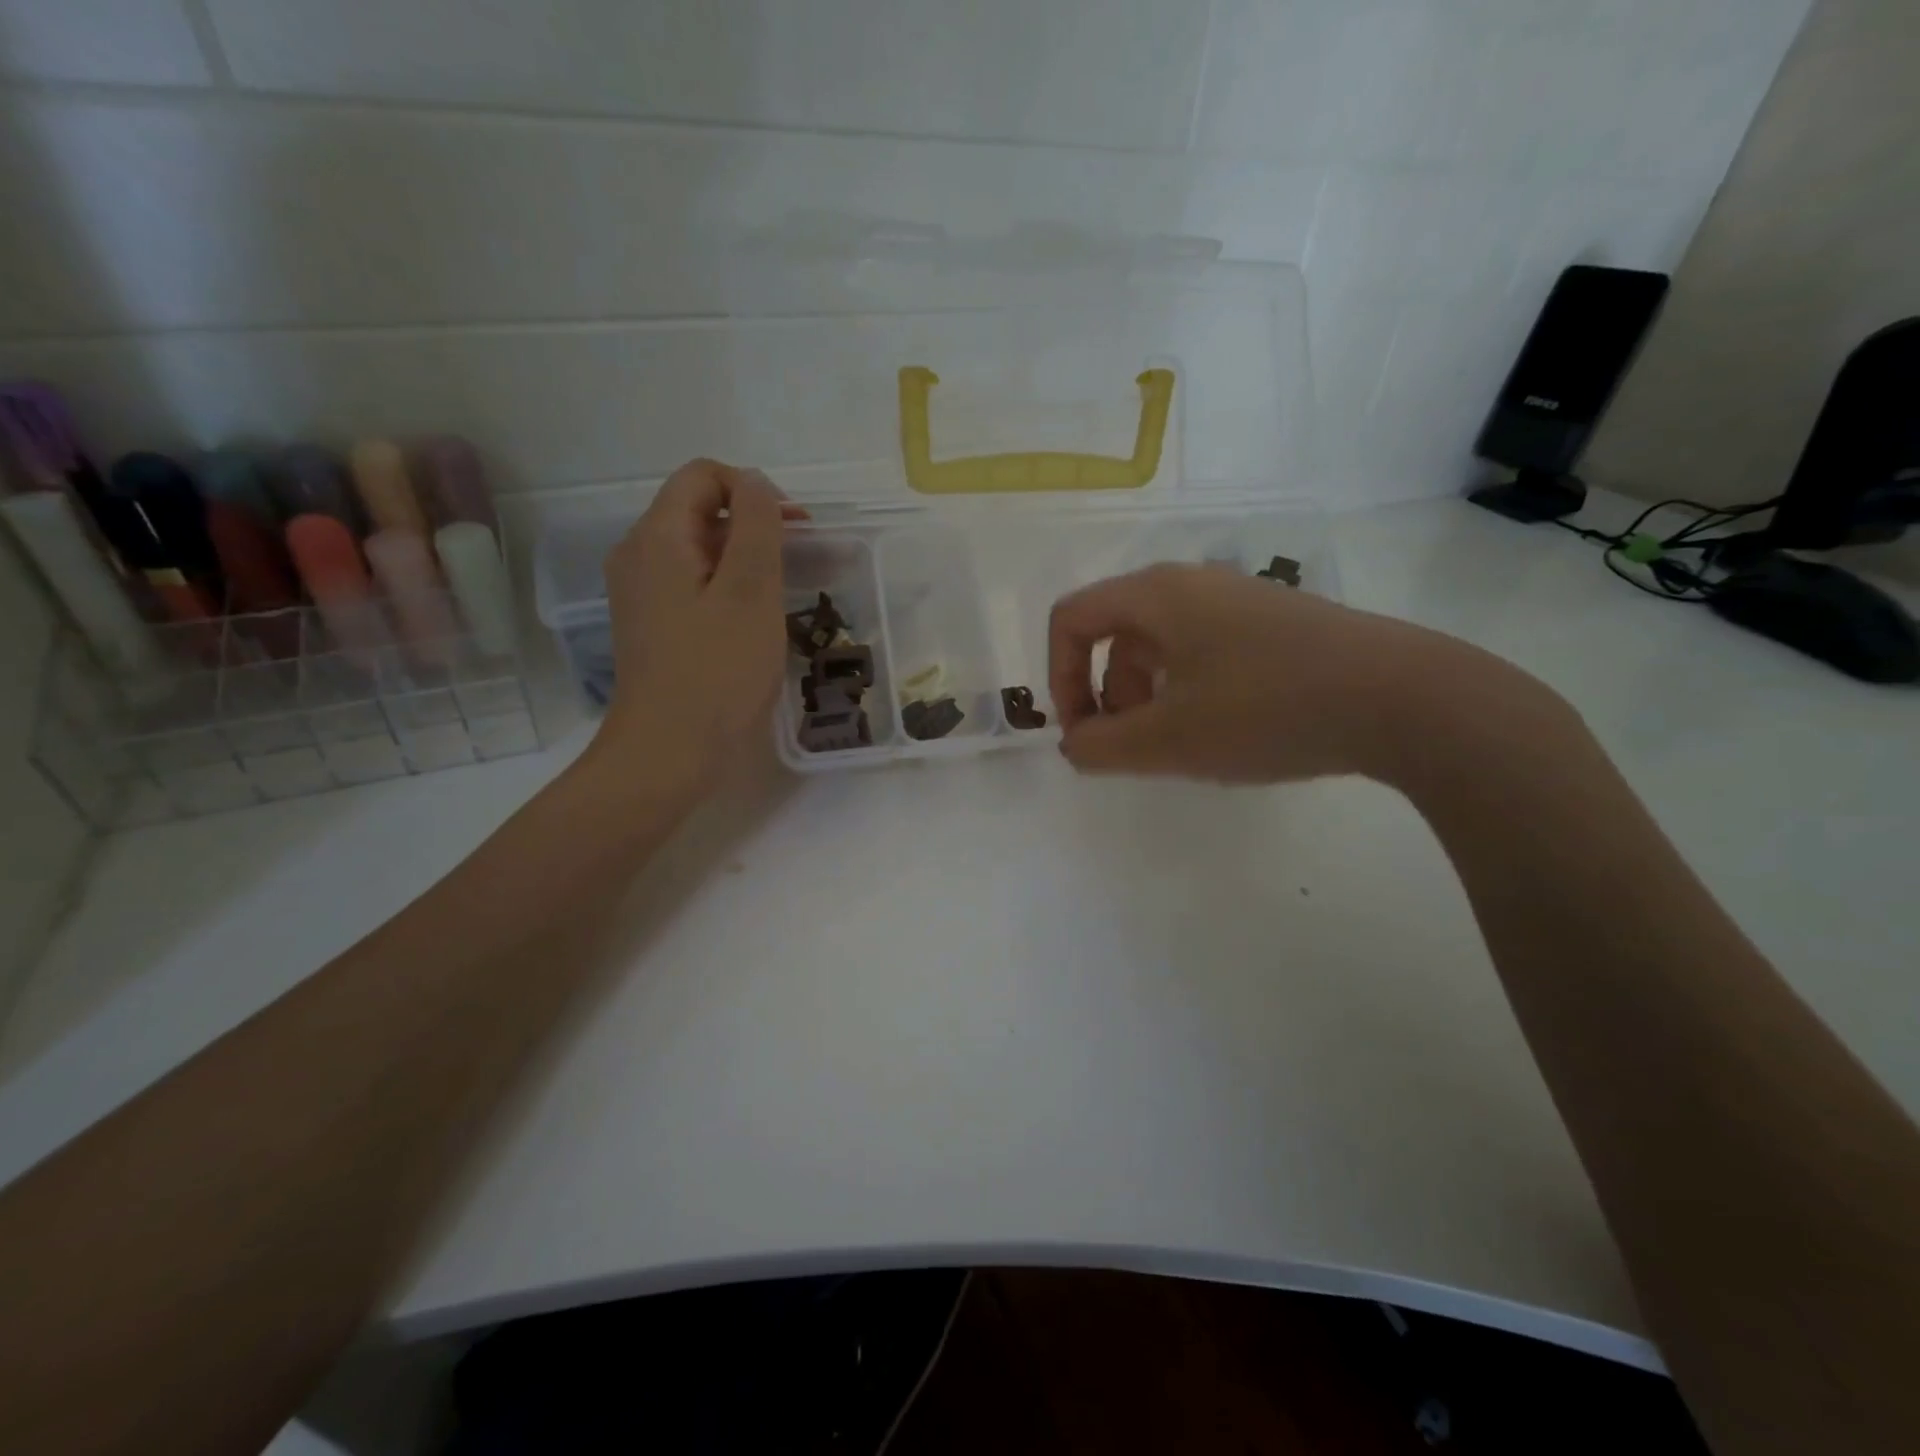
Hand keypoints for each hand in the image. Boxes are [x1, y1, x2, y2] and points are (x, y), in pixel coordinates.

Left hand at [590, 459, 798, 787]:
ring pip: (699, 551)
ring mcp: (642, 594)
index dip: (753, 490)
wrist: (667, 754)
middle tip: (804, 560)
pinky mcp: (653, 626)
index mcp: (657, 537)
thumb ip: (756, 527)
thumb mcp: (749, 593)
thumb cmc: (716, 673)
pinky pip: (694, 585)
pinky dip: (729, 588)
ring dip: (746, 559)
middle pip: (699, 511)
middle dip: (755, 525)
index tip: (795, 530)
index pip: (702, 475)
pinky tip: (757, 621)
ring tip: (787, 591)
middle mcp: (639, 556)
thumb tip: (756, 483)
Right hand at [1047, 562, 1527, 784]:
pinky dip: (1187, 692)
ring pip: (1161, 647)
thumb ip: (1101, 747)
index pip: (1072, 619)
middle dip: (1105, 695)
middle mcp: (1193, 586)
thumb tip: (1074, 745)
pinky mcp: (1274, 627)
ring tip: (1175, 746)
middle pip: (1114, 634)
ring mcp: (1238, 602)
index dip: (1058, 677)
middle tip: (1129, 746)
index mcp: (1156, 595)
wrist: (1404, 697)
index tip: (1081, 732)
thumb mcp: (1169, 740)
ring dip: (1146, 697)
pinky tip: (1221, 733)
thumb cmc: (1267, 709)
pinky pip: (1203, 654)